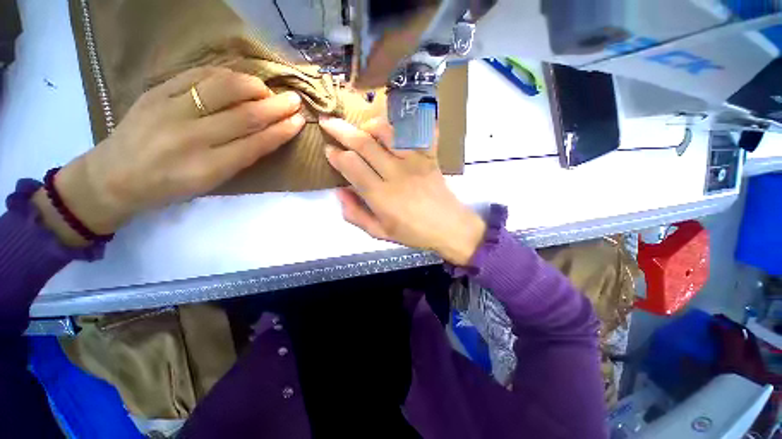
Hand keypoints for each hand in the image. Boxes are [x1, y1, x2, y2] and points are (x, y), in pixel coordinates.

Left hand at [34, 67, 304, 244]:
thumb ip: (241, 158)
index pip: (256, 144)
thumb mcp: (211, 182)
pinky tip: (237, 78)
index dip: (282, 131)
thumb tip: (269, 133)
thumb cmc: (169, 186)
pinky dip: (223, 74)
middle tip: (294, 99)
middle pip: (245, 116)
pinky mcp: (155, 92)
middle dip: (276, 106)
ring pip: (223, 89)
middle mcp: (191, 138)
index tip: (299, 120)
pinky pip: (196, 75)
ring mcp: (170, 110)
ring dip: (252, 86)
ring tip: (266, 89)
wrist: (114, 176)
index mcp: (208, 168)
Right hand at [319, 117, 485, 265]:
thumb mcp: (379, 232)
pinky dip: (405, 123)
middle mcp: (395, 174)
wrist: (449, 227)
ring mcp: (414, 162)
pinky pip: (417, 132)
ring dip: (370, 125)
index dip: (336, 155)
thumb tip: (339, 191)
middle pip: (364, 144)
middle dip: (342, 130)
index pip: (352, 166)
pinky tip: (394, 125)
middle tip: (329, 122)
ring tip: (362, 127)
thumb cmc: (413, 233)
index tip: (329, 150)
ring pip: (388, 132)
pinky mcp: (429, 157)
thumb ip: (355, 214)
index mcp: (381, 196)